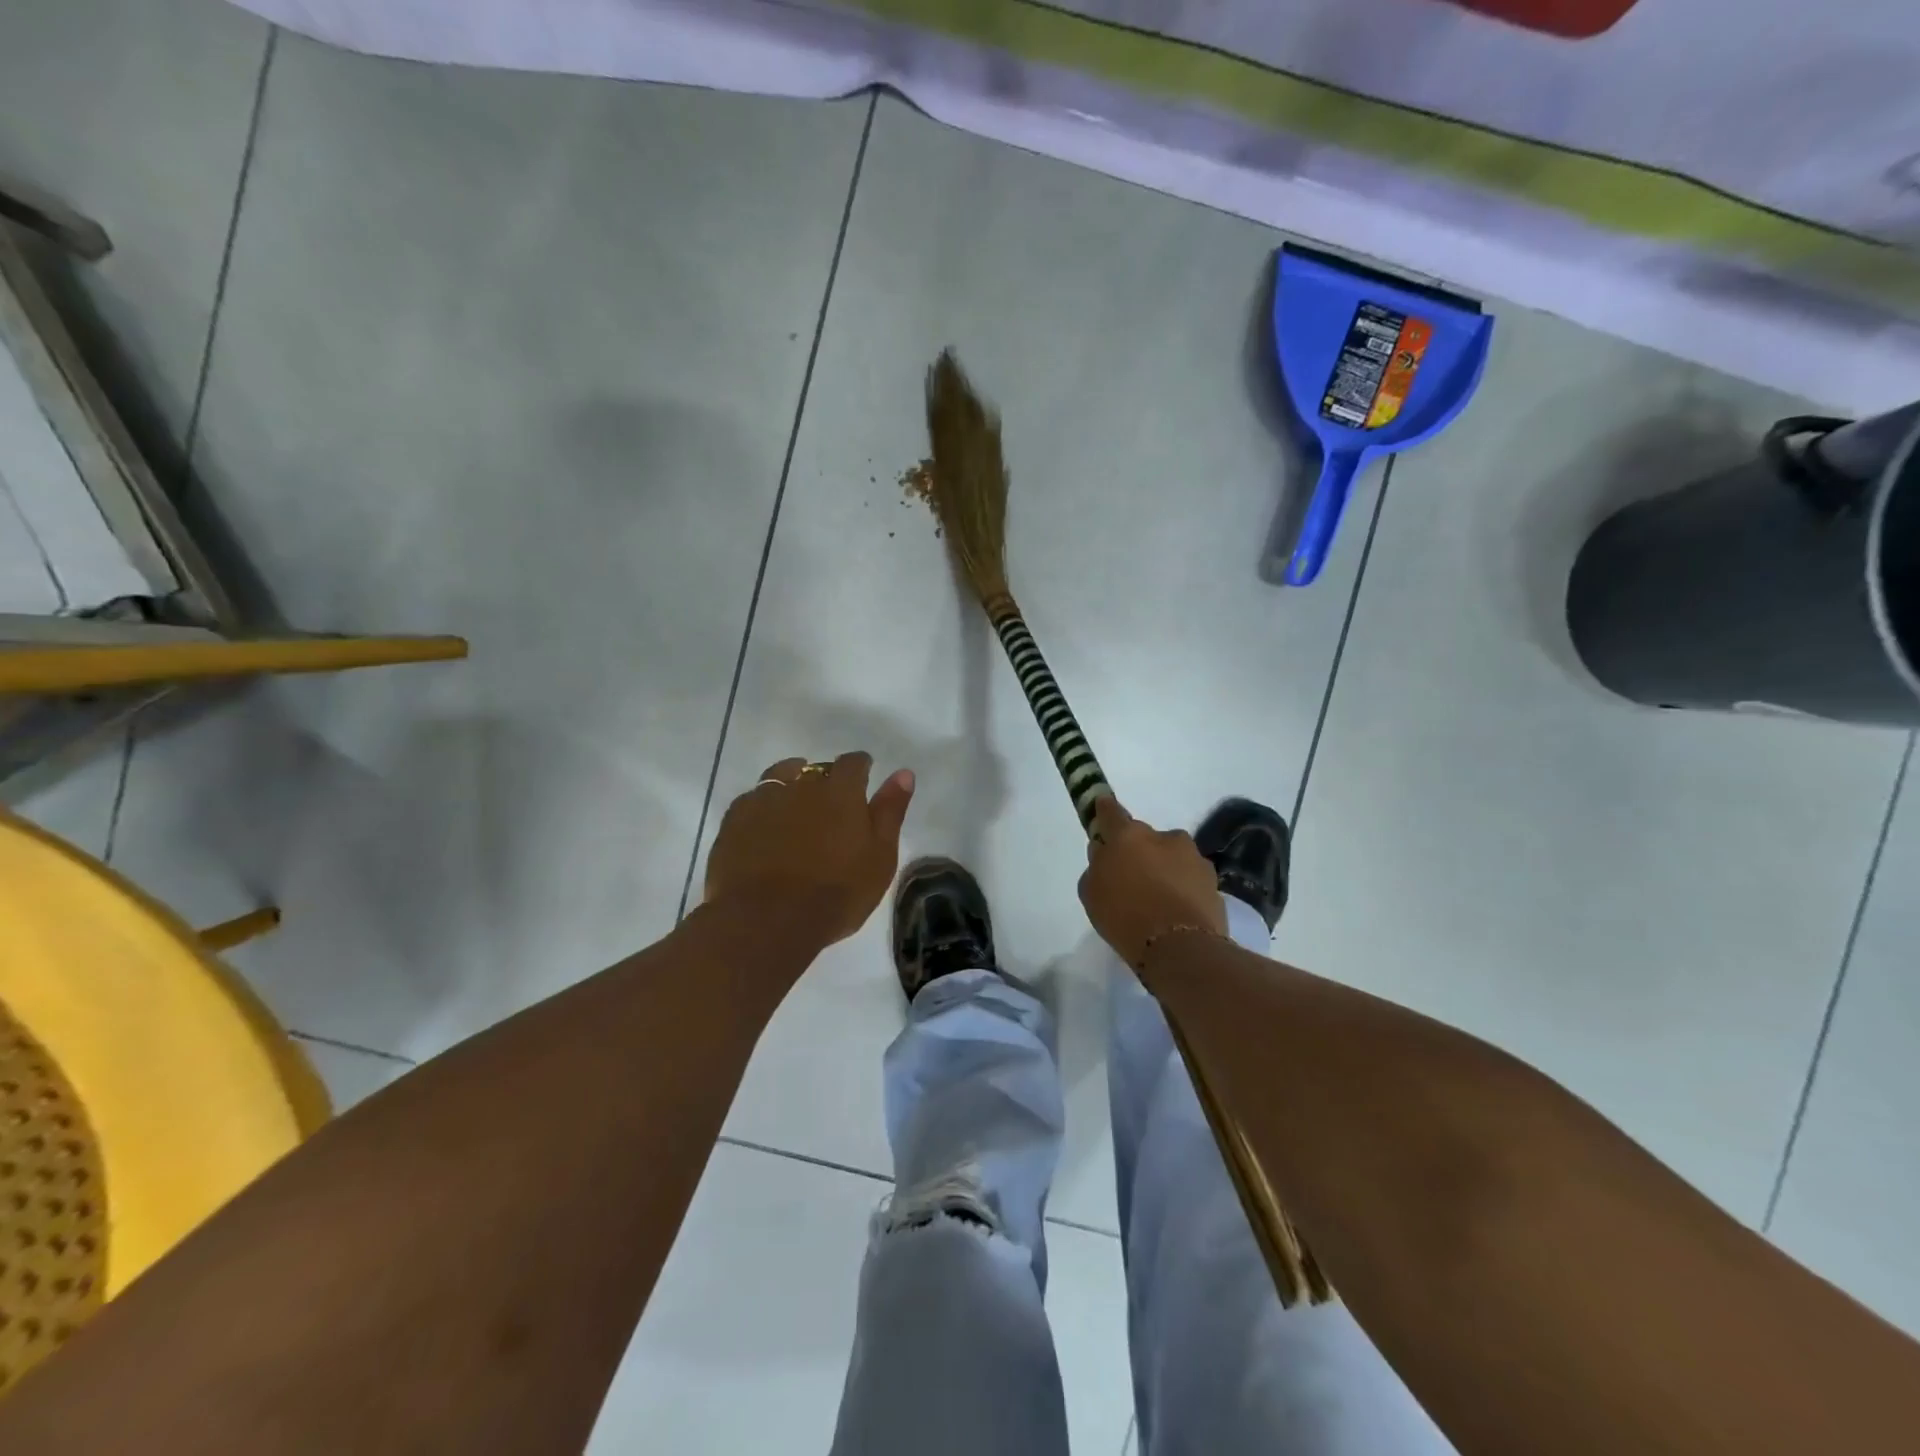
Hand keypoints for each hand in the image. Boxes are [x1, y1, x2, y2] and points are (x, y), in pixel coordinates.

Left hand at [705, 752, 914, 955]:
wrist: (766, 921)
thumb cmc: (835, 893)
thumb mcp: (879, 857)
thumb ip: (890, 811)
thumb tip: (903, 772)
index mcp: (840, 791)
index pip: (854, 763)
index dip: (861, 768)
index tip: (864, 778)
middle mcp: (801, 784)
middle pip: (816, 768)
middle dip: (825, 780)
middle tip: (830, 807)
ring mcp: (763, 799)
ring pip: (780, 777)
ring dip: (791, 784)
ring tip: (795, 807)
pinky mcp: (733, 820)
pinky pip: (752, 800)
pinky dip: (763, 807)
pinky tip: (765, 826)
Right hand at [1078, 798, 1225, 967]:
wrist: (1180, 949)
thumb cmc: (1124, 917)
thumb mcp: (1091, 892)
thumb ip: (1097, 865)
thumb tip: (1105, 852)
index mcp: (1128, 835)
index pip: (1111, 812)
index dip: (1104, 810)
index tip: (1101, 809)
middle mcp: (1163, 837)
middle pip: (1144, 838)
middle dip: (1138, 851)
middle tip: (1131, 878)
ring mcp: (1192, 857)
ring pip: (1171, 856)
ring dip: (1164, 868)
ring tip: (1157, 900)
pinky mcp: (1213, 880)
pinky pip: (1189, 877)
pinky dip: (1182, 887)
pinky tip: (1176, 911)